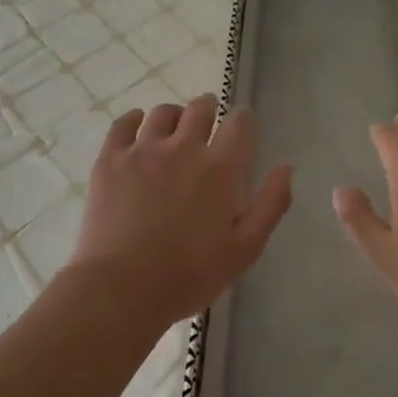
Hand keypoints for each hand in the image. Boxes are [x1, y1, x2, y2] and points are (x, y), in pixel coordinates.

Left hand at [71, 95, 292, 325]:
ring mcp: (143, 150)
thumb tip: (287, 167)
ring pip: (163, 112)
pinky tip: (137, 129)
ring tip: (173, 132)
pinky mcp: (111, 159)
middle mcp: (184, 148)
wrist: (122, 289)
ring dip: (175, 117)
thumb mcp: (244, 249)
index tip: (242, 130)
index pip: (240, 123)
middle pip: (201, 107)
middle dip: (210, 110)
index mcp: (220, 168)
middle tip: (208, 127)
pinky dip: (134, 120)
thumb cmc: (190, 275)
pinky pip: (123, 123)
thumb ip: (270, 204)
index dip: (244, 121)